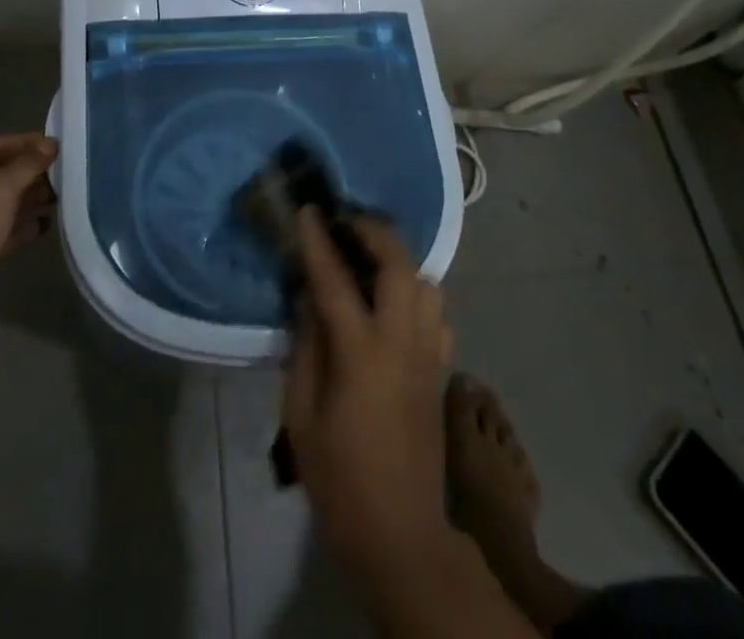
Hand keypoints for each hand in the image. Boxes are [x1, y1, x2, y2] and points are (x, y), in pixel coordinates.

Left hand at [0, 133, 57, 321]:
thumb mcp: (1, 189)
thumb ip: (28, 164)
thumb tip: (51, 144)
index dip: (29, 144)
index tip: (58, 148)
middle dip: (28, 176)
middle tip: (62, 176)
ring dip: (24, 202)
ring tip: (57, 201)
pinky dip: (12, 227)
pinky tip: (40, 228)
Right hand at [282, 210, 455, 587]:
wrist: (401, 534)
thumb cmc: (339, 478)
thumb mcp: (301, 415)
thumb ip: (305, 348)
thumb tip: (308, 299)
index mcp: (361, 355)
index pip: (336, 280)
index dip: (319, 241)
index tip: (309, 210)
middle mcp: (402, 343)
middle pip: (400, 265)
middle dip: (375, 232)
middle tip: (347, 223)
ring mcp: (429, 356)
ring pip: (427, 284)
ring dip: (399, 261)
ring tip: (369, 261)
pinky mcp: (441, 372)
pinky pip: (437, 314)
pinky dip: (417, 295)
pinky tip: (393, 307)